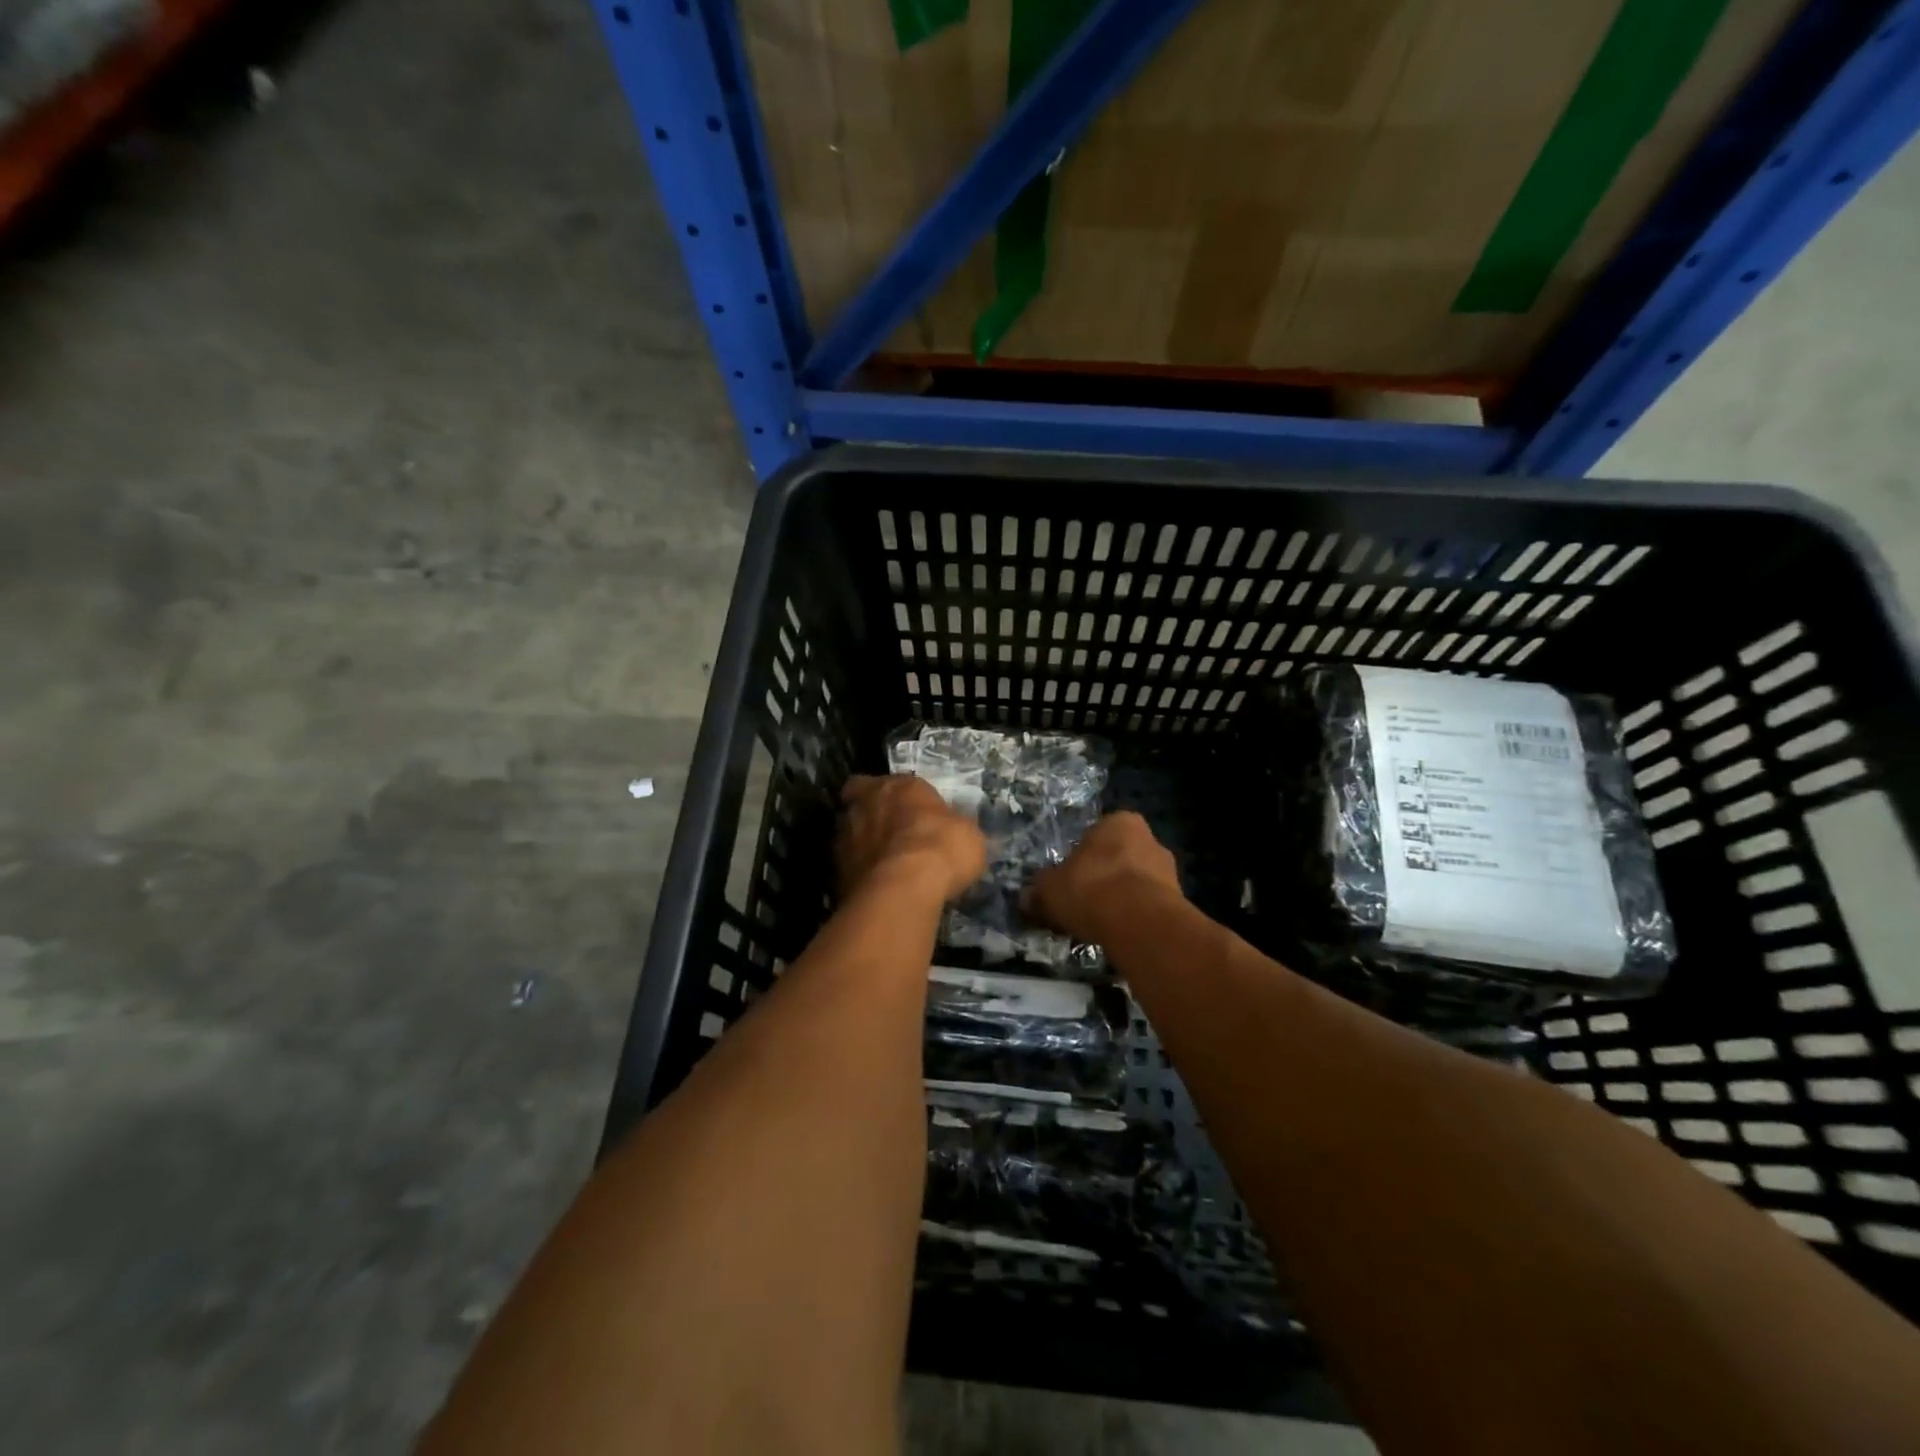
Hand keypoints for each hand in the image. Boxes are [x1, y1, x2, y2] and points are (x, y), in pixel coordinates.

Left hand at [836, 775, 986, 903]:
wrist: (902, 889)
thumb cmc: (940, 848)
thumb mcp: (967, 834)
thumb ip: (956, 827)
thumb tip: (957, 833)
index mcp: (899, 786)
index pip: (890, 782)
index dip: (897, 796)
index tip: (909, 811)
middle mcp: (866, 803)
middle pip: (861, 801)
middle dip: (873, 813)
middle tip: (891, 833)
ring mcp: (845, 835)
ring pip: (849, 832)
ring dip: (863, 842)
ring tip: (884, 864)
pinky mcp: (836, 869)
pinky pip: (849, 864)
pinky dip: (860, 871)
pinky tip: (878, 886)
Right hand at [1024, 811, 1181, 942]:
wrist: (1139, 923)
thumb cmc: (1090, 888)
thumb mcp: (1049, 889)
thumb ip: (1038, 892)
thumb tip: (1026, 899)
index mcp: (1118, 822)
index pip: (1095, 836)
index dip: (1080, 859)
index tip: (1070, 882)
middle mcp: (1149, 838)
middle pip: (1118, 858)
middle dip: (1103, 878)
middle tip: (1083, 903)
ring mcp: (1169, 870)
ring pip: (1136, 883)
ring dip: (1121, 900)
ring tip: (1100, 925)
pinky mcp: (1179, 902)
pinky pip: (1148, 907)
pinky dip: (1134, 919)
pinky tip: (1119, 935)